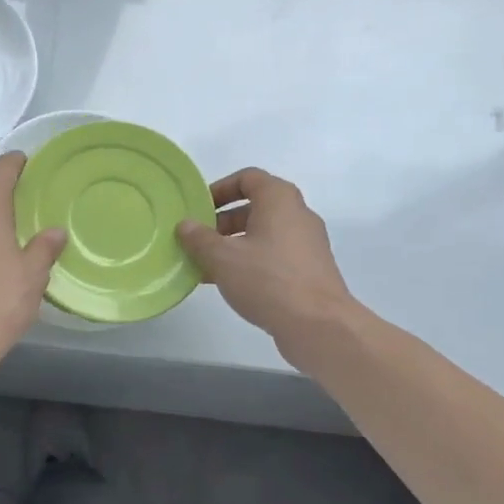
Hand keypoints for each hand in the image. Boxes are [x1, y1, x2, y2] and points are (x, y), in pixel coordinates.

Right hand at [178, 168, 360, 356]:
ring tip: (206, 264)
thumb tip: (185, 225)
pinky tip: (228, 283)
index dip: (220, 189)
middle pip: (255, 206)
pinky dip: (250, 261)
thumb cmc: (267, 279)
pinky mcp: (309, 269)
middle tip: (198, 239)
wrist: (318, 325)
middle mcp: (297, 215)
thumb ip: (199, 238)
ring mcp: (307, 243)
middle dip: (222, 221)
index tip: (199, 208)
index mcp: (279, 200)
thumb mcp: (222, 257)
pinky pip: (274, 255)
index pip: (248, 178)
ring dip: (233, 244)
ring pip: (263, 234)